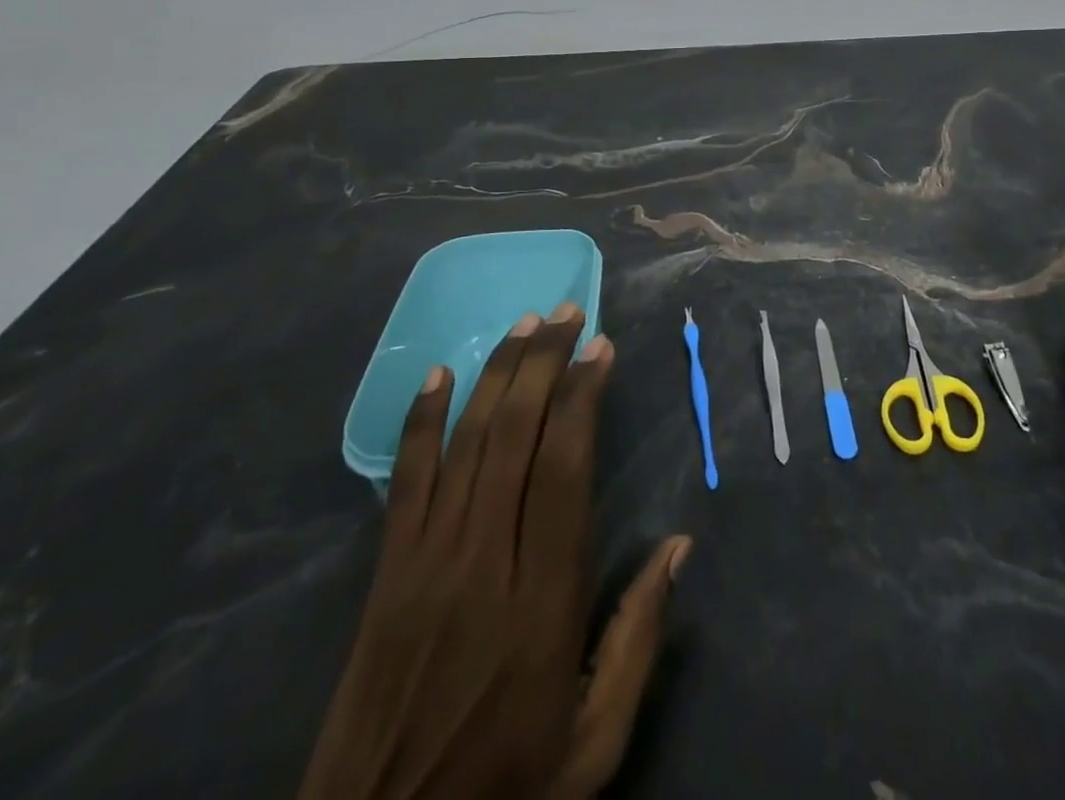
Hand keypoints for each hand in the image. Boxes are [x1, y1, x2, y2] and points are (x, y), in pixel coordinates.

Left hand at [300, 305, 691, 799]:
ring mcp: (426, 563)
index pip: (563, 468)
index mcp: (541, 598)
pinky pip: (404, 481)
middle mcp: (483, 561)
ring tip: (525, 323)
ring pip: (465, 442)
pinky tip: (439, 375)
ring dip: (497, 373)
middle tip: (568, 312)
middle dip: (544, 362)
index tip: (602, 348)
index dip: (583, 396)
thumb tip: (678, 545)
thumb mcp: (593, 744)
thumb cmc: (504, 789)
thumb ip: (638, 640)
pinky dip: (421, 421)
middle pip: (513, 436)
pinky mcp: (386, 575)